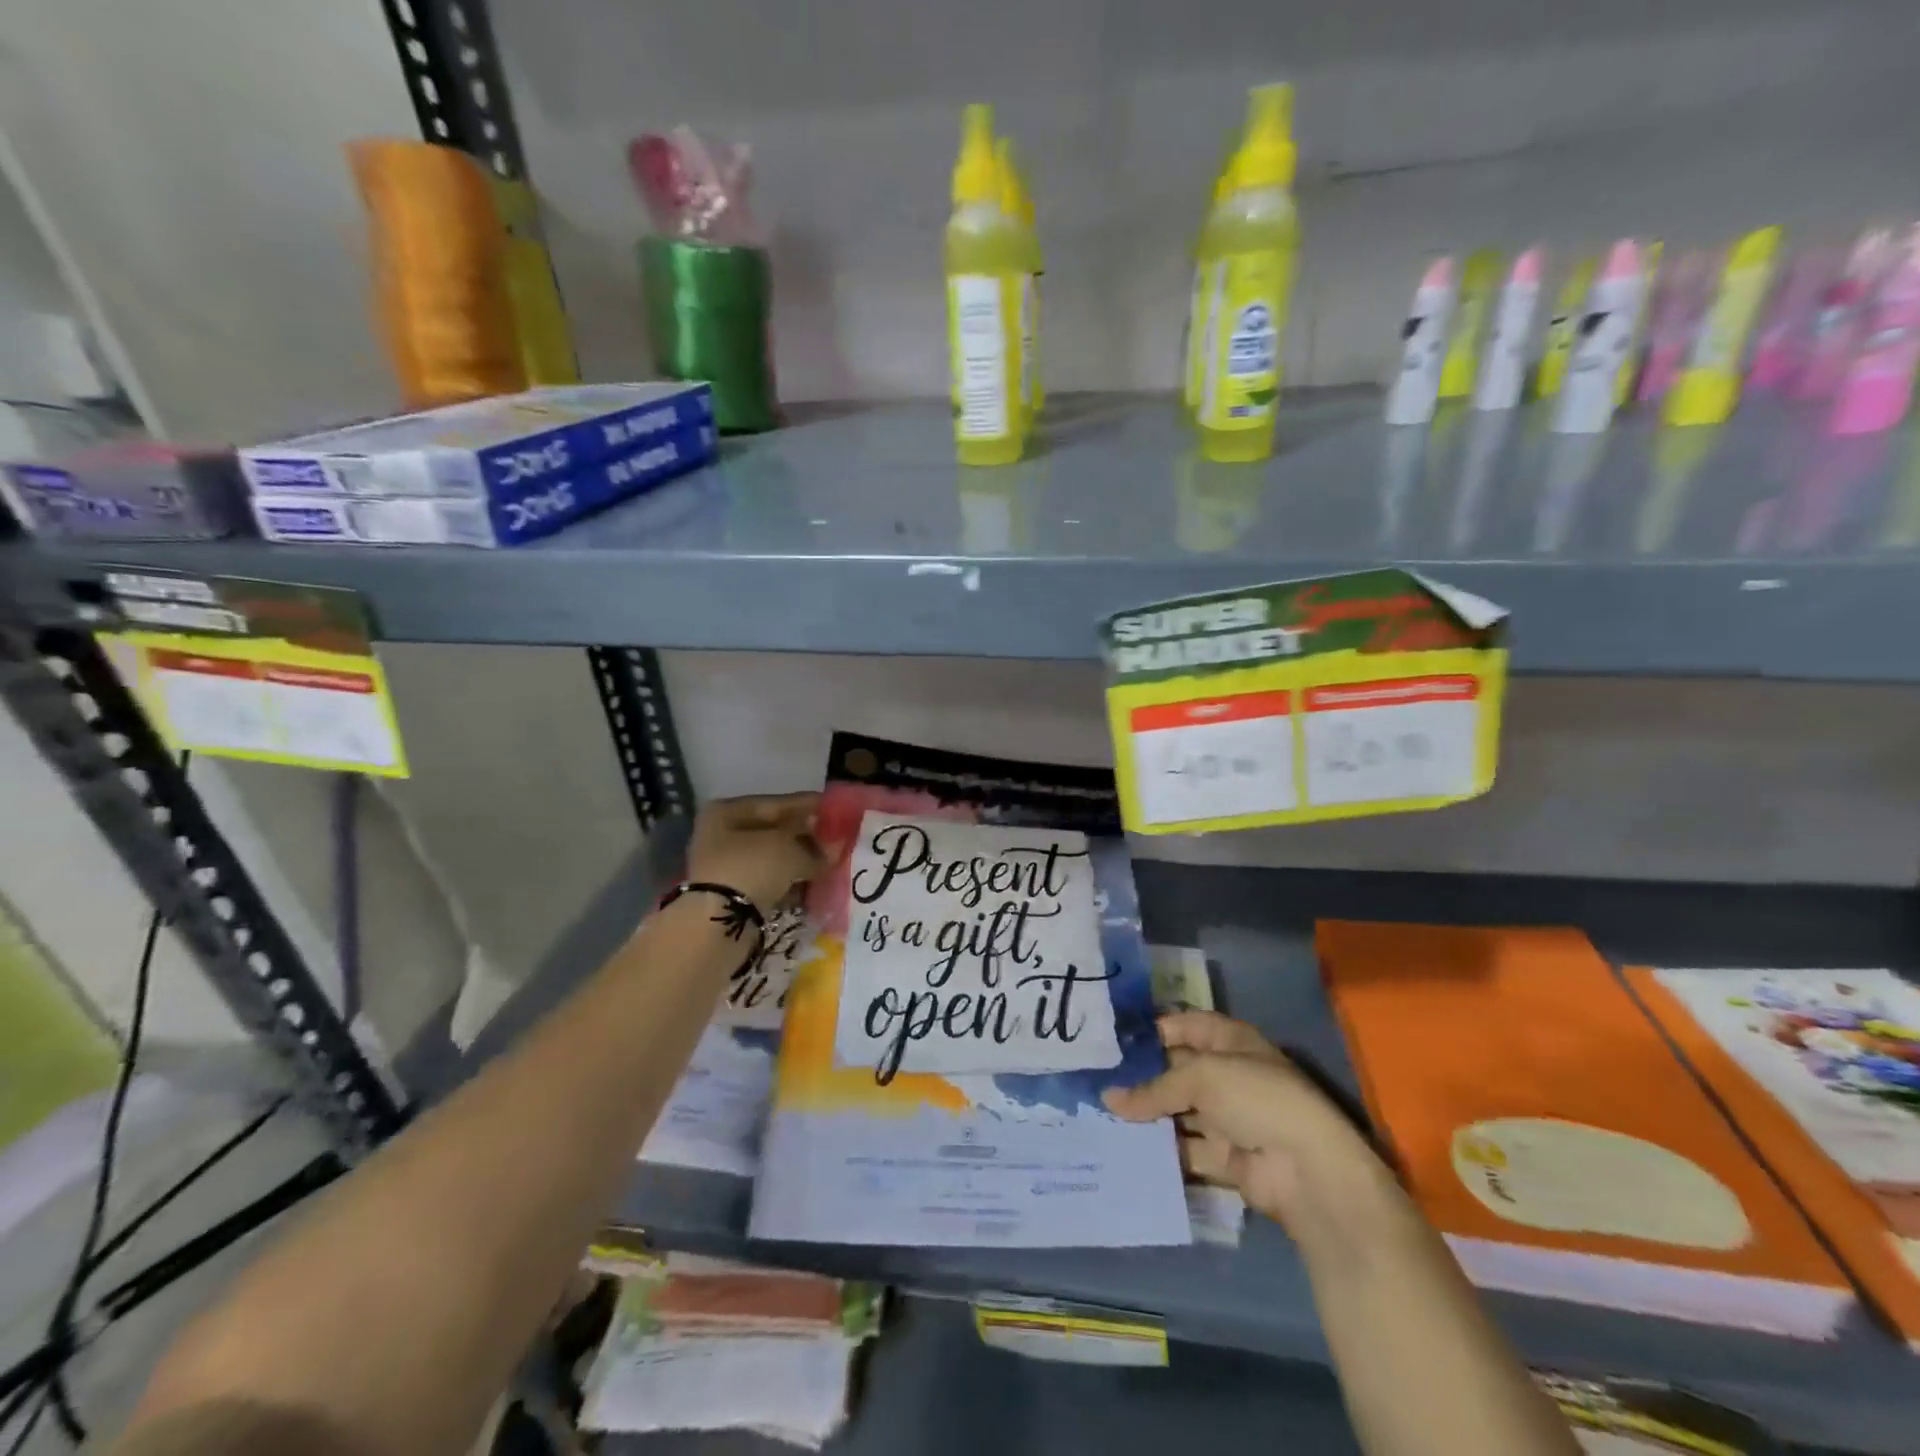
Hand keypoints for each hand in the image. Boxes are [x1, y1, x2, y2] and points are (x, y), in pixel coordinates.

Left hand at [683, 793, 824, 915]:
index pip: (778, 804)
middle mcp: (721, 834)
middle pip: (774, 831)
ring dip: (799, 861)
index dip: (810, 807)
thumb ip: (816, 847)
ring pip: (773, 858)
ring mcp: (725, 866)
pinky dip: (789, 882)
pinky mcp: (731, 895)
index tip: (837, 811)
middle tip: (837, 841)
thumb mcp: (790, 850)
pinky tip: (813, 885)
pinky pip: (769, 881)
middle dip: (806, 837)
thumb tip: (836, 848)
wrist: (718, 922)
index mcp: (727, 811)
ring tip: (830, 864)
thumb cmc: (752, 868)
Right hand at [1104, 1011, 1393, 1236]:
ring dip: (1148, 1116)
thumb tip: (1108, 1099)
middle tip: (1096, 1081)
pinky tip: (1126, 1150)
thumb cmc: (1255, 1098)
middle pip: (1177, 1070)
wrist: (1308, 1169)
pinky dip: (1162, 1151)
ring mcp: (1228, 1118)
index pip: (1184, 1026)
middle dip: (1142, 1077)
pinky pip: (1187, 1150)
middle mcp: (1228, 1074)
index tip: (1110, 1041)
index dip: (1151, 1031)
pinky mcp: (1226, 1158)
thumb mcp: (1200, 1077)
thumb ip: (1153, 1089)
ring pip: (1179, 1112)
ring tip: (1101, 1116)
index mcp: (1230, 1041)